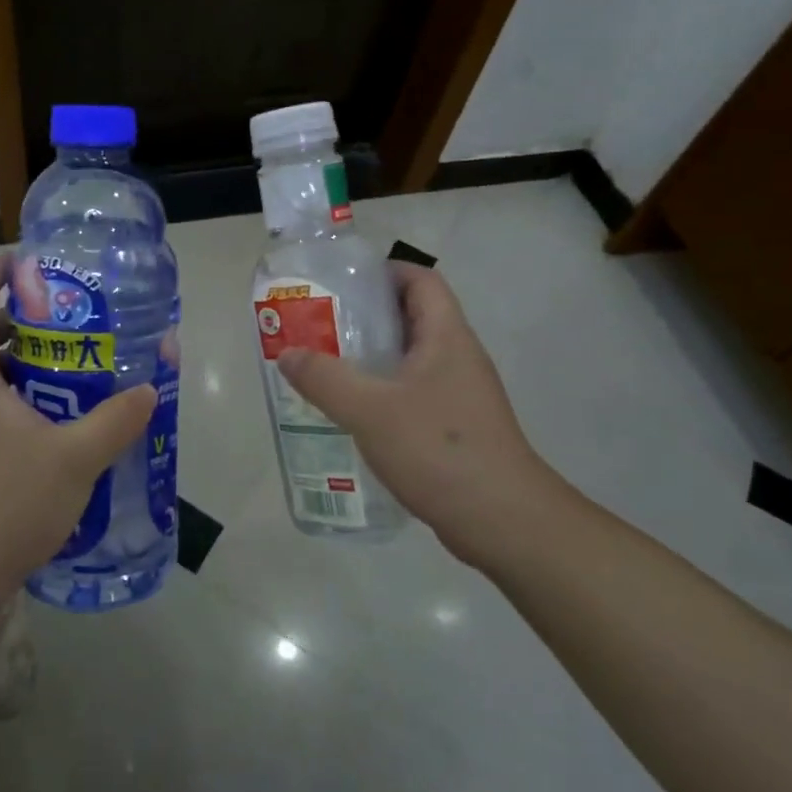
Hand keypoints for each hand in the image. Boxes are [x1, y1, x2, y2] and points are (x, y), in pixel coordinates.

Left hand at [0, 254, 156, 646]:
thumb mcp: (75, 458)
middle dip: (16, 313)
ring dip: (17, 352)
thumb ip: (117, 418)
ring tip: (66, 351)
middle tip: (65, 309)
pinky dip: (15, 385)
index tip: (28, 260)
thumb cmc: (9, 504)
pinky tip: (54, 404)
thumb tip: (150, 387)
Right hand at [275, 262, 561, 572]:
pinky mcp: (455, 427)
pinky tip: (353, 412)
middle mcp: (458, 357)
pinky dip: (382, 392)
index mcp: (447, 337)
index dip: (385, 271)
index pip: (421, 280)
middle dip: (366, 316)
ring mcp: (460, 394)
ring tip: (326, 365)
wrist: (503, 520)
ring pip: (411, 359)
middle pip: (412, 317)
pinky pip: (413, 393)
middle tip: (320, 325)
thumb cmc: (439, 449)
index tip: (342, 283)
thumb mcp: (370, 410)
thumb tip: (288, 354)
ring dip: (372, 357)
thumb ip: (325, 379)